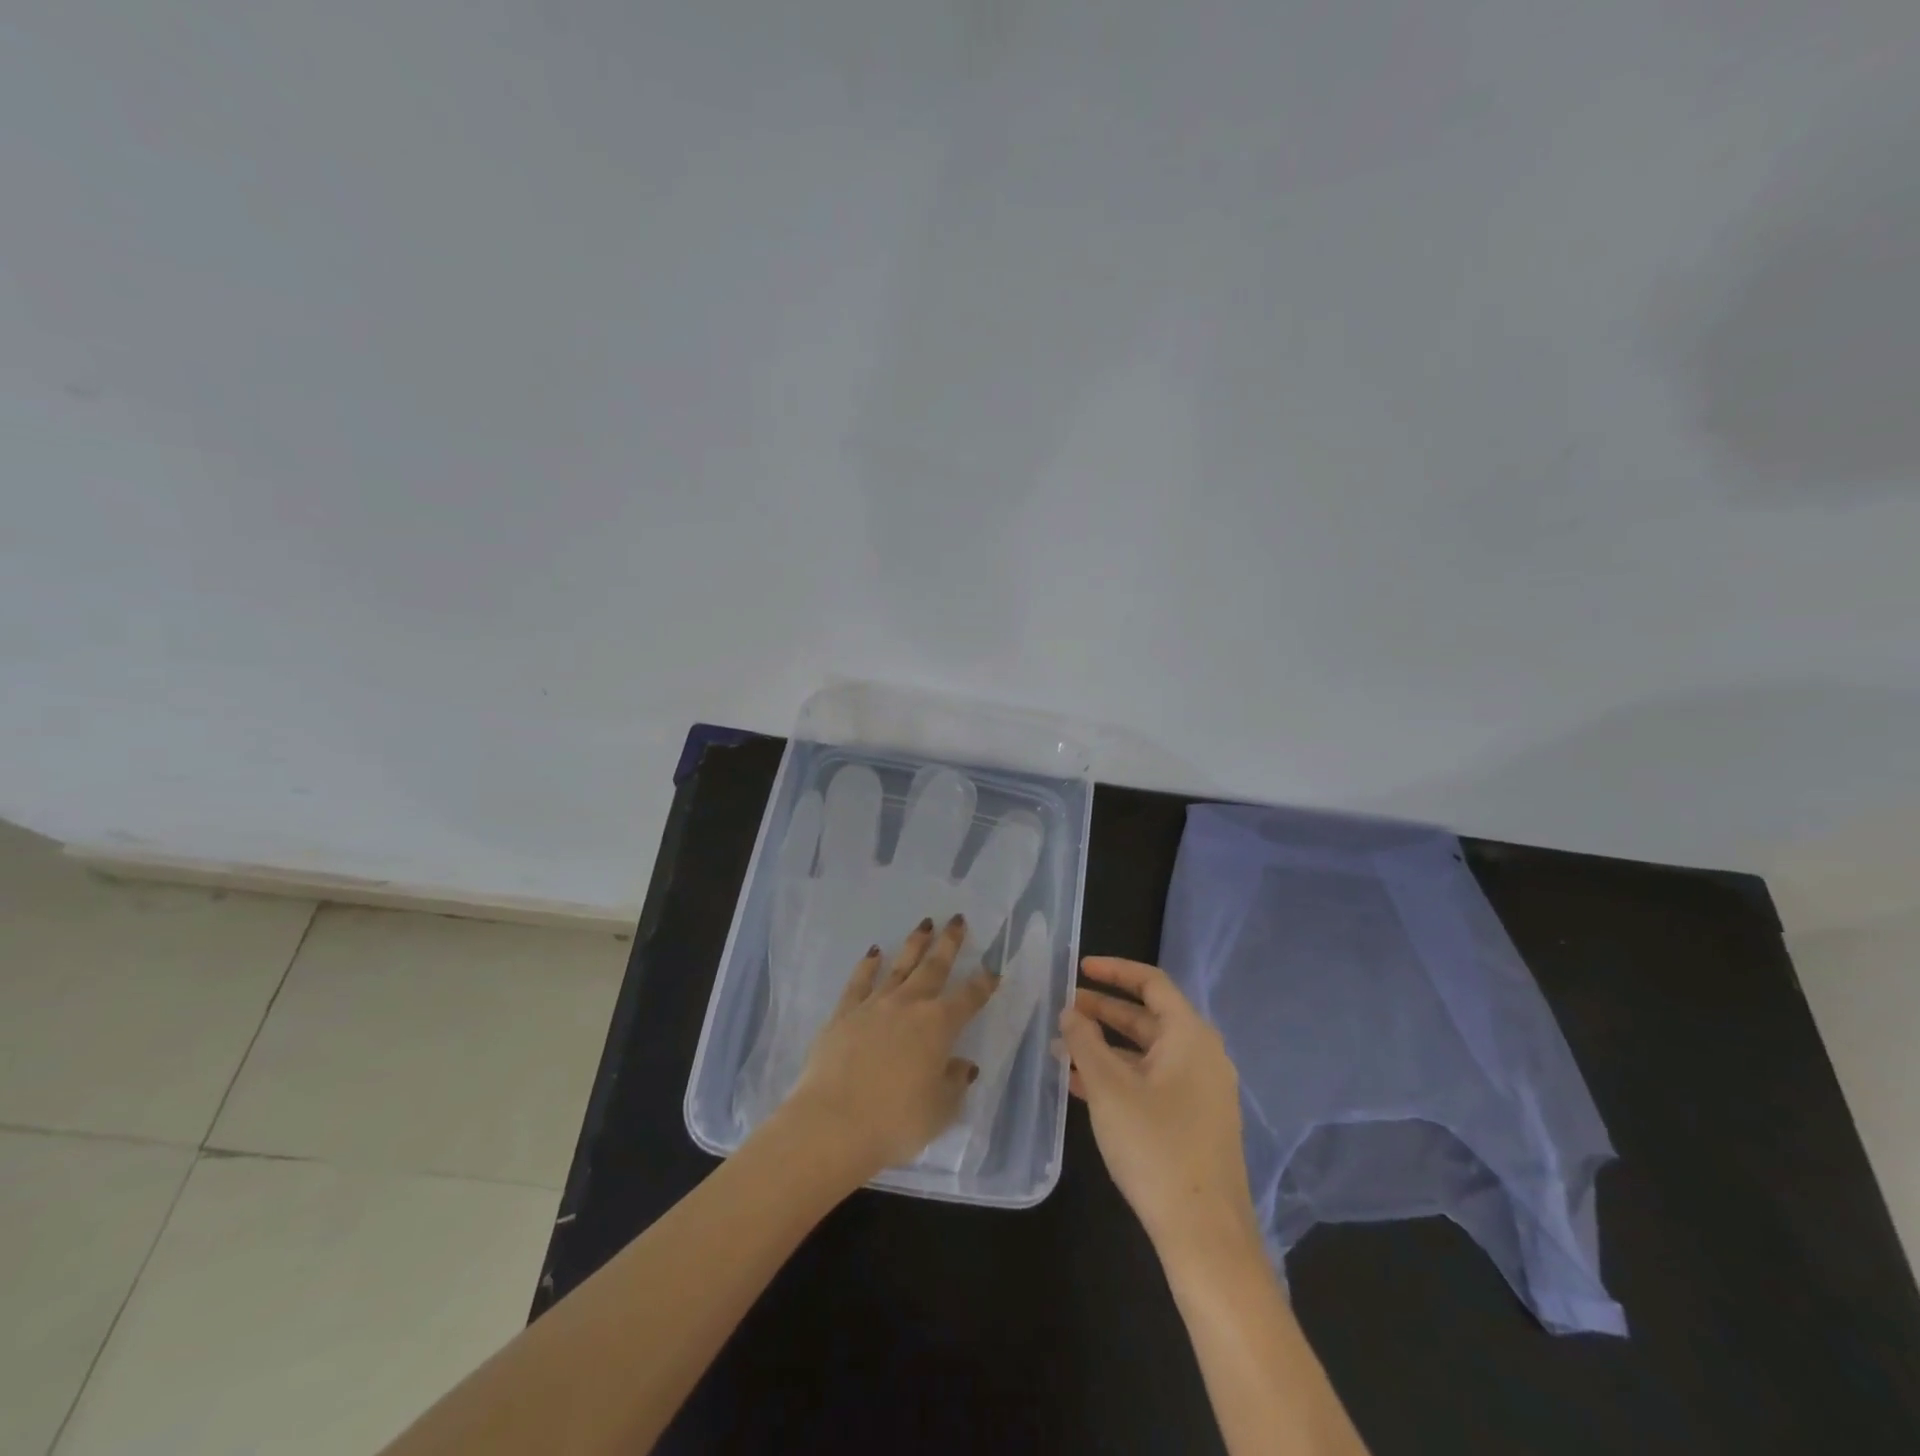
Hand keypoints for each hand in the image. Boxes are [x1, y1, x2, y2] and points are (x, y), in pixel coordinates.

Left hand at [780, 915, 998, 1178]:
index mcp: (939, 1026)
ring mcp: (874, 1005)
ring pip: (899, 966)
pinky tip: (873, 952)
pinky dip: (868, 965)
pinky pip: (859, 982)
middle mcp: (909, 1005)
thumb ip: (954, 1084)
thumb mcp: (939, 1111)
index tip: (993, 969)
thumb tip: (963, 1065)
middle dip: (949, 943)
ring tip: (924, 924)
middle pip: (934, 967)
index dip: (983, 983)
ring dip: (914, 944)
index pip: (969, 998)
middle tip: (957, 919)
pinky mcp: (844, 1013)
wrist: (832, 1123)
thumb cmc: (895, 1122)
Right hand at [1057, 957, 1260, 1260]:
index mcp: (1190, 1036)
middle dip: (1103, 1011)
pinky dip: (1119, 1076)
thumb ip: (1085, 1042)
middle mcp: (1201, 1055)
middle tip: (1064, 1009)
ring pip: (1147, 1053)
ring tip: (1062, 1048)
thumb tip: (1070, 1012)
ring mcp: (1201, 1091)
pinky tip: (1081, 1087)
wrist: (1205, 1235)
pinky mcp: (1194, 1121)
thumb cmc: (1156, 1147)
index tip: (1079, 969)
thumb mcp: (1109, 1088)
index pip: (1151, 983)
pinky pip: (1152, 1082)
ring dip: (1106, 1047)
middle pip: (1148, 1017)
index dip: (1114, 971)